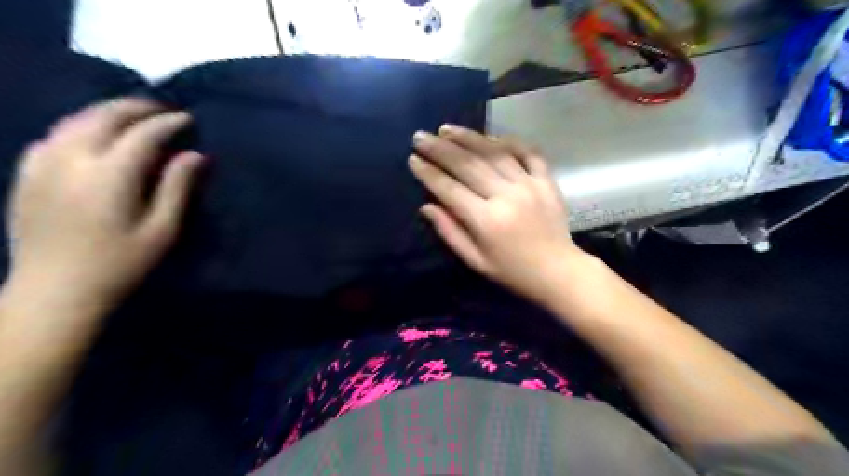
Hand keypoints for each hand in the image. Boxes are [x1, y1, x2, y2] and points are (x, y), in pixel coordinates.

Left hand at [6, 96, 202, 312]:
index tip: (188, 119)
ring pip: (75, 121)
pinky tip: (94, 135)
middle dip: (137, 108)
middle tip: (163, 110)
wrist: (55, 291)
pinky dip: (80, 126)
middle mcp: (71, 161)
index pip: (142, 134)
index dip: (168, 123)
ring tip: (134, 115)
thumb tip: (195, 155)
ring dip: (108, 112)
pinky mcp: (27, 174)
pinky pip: (54, 136)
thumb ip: (177, 188)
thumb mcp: (162, 230)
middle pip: (104, 117)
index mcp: (109, 177)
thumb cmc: (120, 263)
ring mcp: (42, 165)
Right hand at [412, 124, 591, 303]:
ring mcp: (529, 184)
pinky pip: (527, 152)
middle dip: (441, 149)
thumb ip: (450, 232)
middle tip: (421, 136)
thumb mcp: (475, 260)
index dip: (429, 173)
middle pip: (468, 165)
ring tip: (446, 129)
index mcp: (486, 220)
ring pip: (494, 152)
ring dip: (468, 138)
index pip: (450, 189)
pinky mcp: (546, 180)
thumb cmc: (512, 271)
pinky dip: (509, 141)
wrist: (558, 271)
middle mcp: (506, 196)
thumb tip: (427, 206)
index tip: (413, 159)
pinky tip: (490, 136)